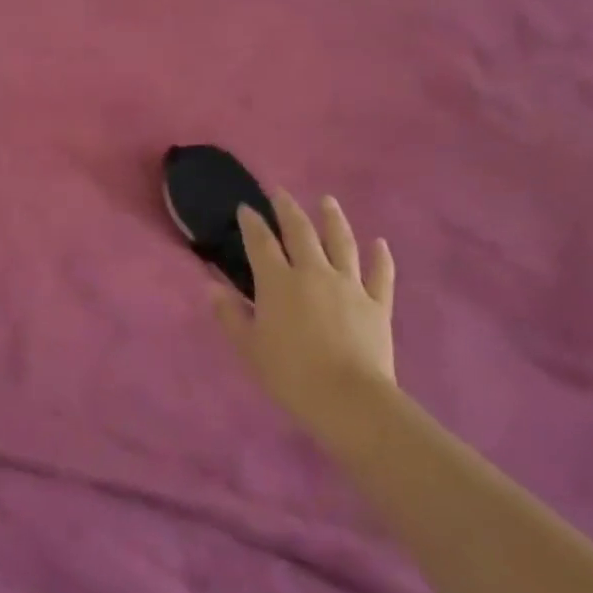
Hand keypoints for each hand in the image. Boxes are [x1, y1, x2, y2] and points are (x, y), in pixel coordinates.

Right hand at [213, 190, 396, 440]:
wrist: (349, 399)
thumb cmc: (290, 374)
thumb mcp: (249, 347)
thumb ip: (229, 314)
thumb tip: (211, 286)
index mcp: (278, 281)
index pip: (261, 242)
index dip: (251, 222)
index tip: (245, 207)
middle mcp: (313, 272)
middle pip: (300, 232)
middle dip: (288, 209)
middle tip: (281, 193)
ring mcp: (349, 285)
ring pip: (342, 243)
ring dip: (333, 219)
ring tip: (327, 200)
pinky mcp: (377, 304)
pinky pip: (381, 275)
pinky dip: (381, 257)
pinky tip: (380, 243)